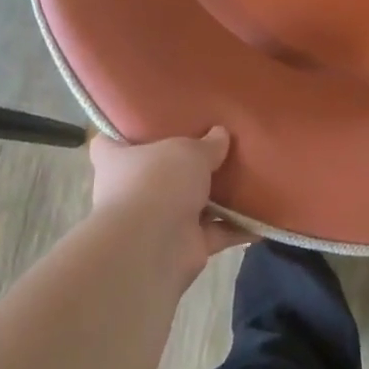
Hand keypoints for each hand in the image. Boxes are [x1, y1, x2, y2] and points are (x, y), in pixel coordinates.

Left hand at [88, 127, 252, 282]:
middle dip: (180, 167)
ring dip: (215, 199)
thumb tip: (220, 134)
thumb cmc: (158, 182)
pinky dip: (238, 228)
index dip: (122, 133)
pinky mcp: (184, 246)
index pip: (107, 143)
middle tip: (211, 145)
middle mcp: (132, 192)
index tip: (143, 122)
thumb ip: (206, 144)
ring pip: (190, 205)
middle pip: (155, 174)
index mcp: (117, 161)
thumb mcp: (188, 151)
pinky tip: (262, 216)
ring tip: (245, 177)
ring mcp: (157, 222)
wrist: (154, 246)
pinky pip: (216, 233)